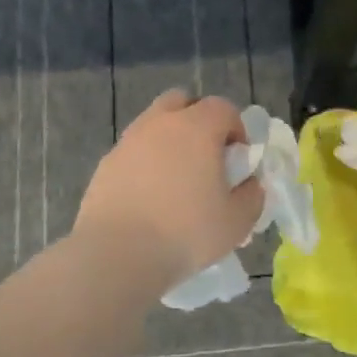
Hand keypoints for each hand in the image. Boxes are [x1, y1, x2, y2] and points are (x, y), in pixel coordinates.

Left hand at [73, 90, 265, 288]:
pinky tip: (148, 197)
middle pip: (182, 102)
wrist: (117, 254)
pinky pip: (133, 152)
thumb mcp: (237, 222)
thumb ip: (251, 196)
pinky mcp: (106, 164)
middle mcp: (160, 123)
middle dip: (197, 120)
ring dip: (169, 141)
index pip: (223, 108)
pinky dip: (144, 163)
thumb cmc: (186, 233)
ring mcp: (128, 141)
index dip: (236, 129)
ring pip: (154, 125)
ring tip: (176, 180)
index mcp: (197, 127)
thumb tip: (249, 184)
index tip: (238, 160)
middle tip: (206, 157)